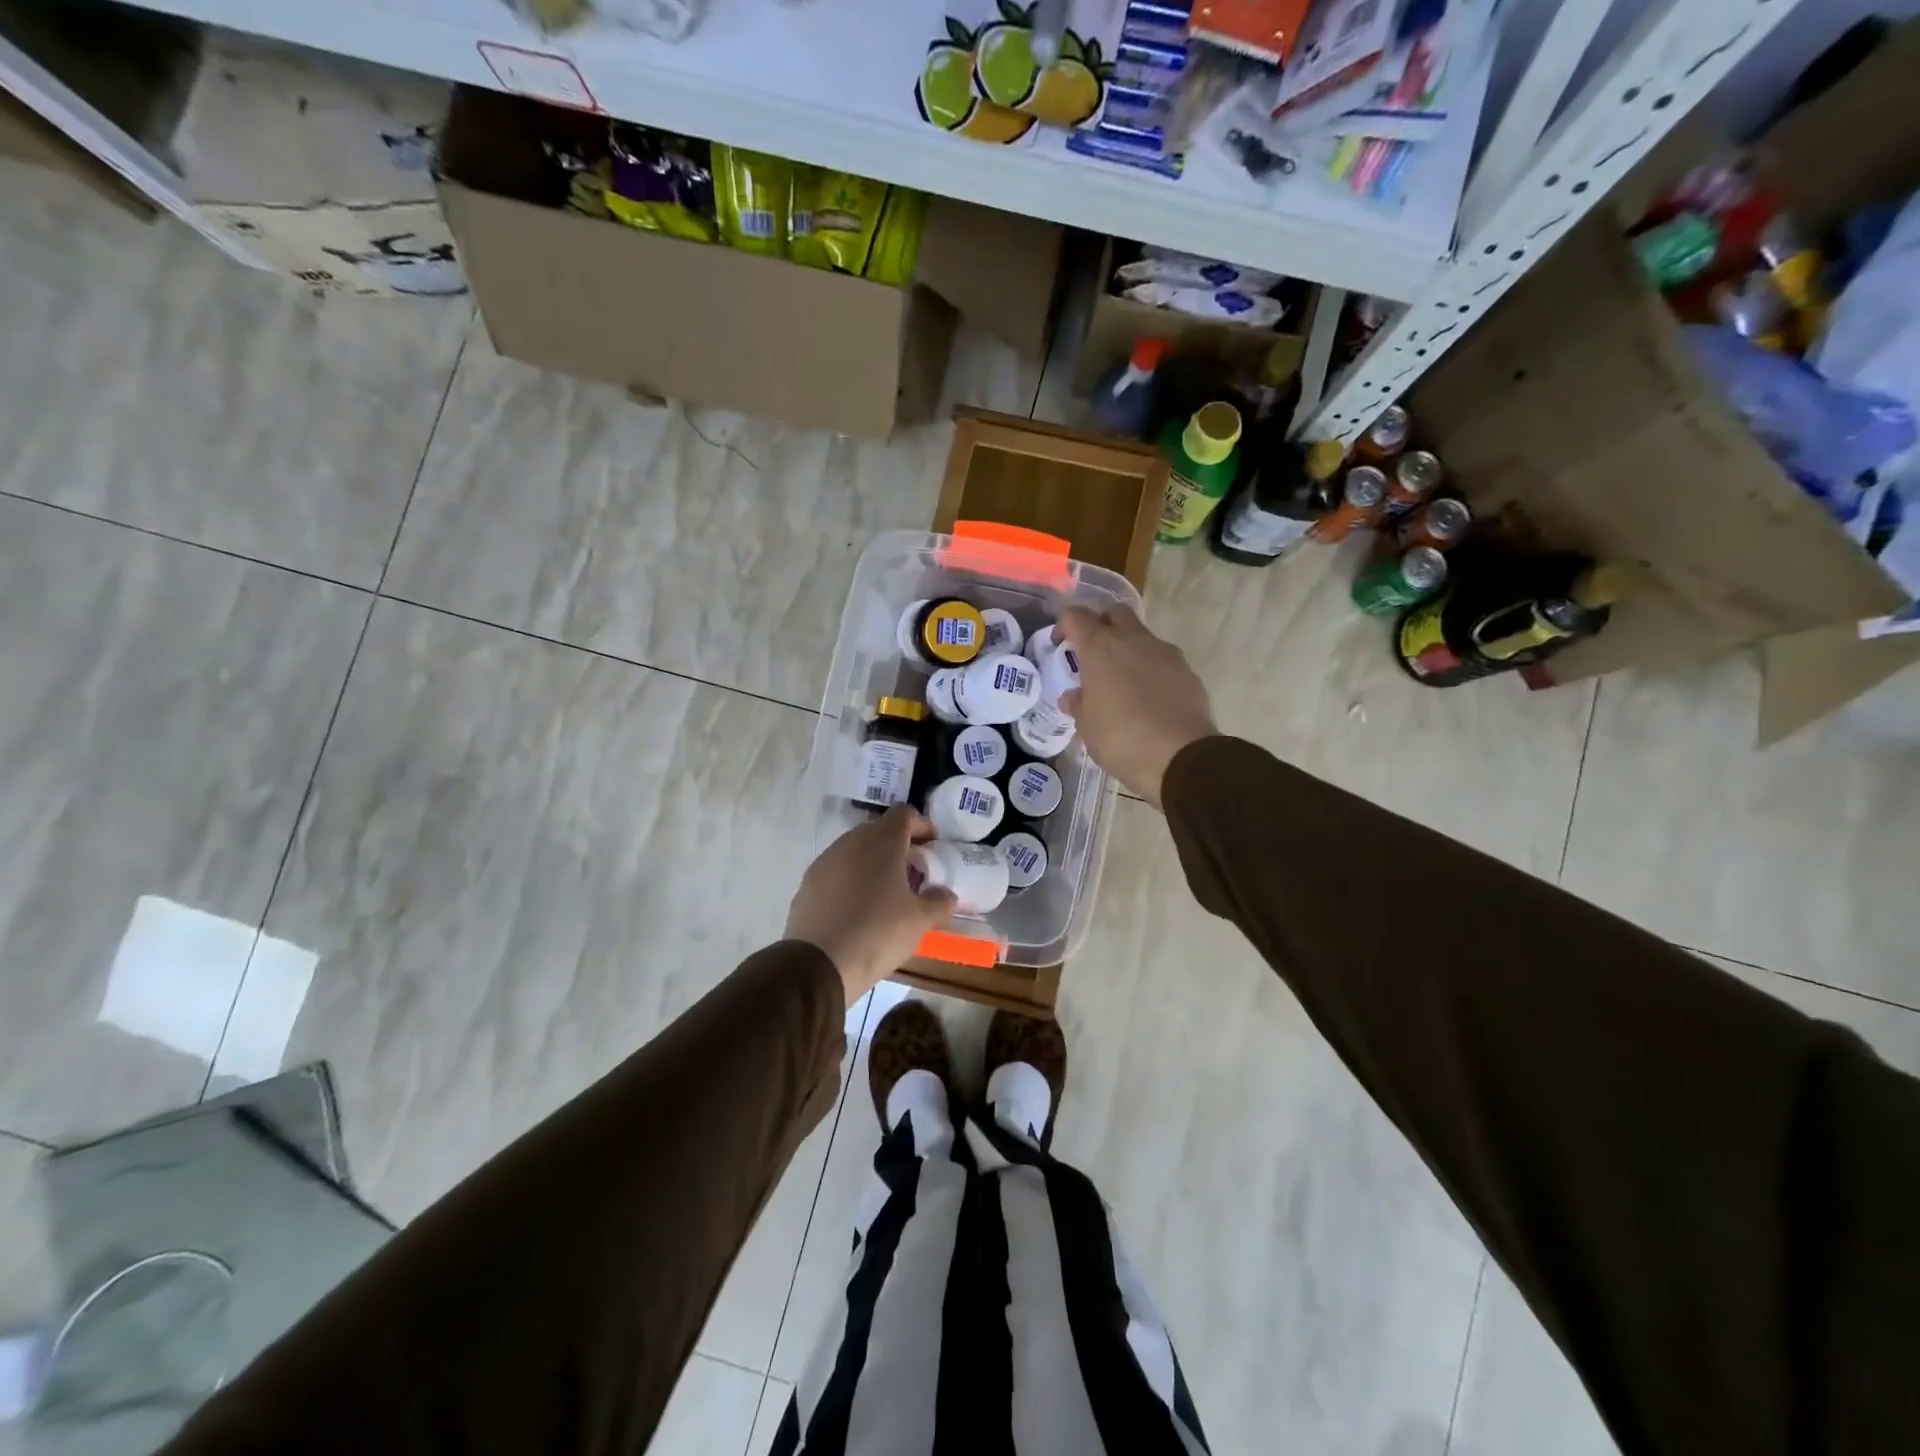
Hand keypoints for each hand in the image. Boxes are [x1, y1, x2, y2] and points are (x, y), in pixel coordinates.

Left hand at [785, 806, 956, 1004]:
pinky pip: (836, 872)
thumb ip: (939, 901)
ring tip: (886, 892)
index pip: (905, 814)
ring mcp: (825, 861)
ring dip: (873, 863)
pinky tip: (858, 909)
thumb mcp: (920, 920)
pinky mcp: (807, 884)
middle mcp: (851, 841)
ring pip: (855, 851)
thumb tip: (946, 894)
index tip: (934, 847)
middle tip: (913, 871)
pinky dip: (851, 881)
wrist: (818, 964)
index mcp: (882, 841)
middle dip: (898, 846)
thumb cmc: (878, 932)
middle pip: (879, 831)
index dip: (922, 826)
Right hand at [1057, 605, 1216, 809]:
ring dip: (1129, 649)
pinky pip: (1163, 660)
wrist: (1180, 757)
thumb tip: (1074, 697)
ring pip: (1142, 636)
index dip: (1065, 625)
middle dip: (1102, 626)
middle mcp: (1133, 640)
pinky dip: (1152, 670)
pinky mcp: (1187, 670)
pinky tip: (1150, 698)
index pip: (1077, 616)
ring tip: (1123, 682)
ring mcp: (1164, 652)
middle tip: (1094, 654)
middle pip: (1115, 613)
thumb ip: (1078, 704)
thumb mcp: (1087, 727)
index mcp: (1100, 648)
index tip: (1061, 645)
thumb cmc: (1121, 739)